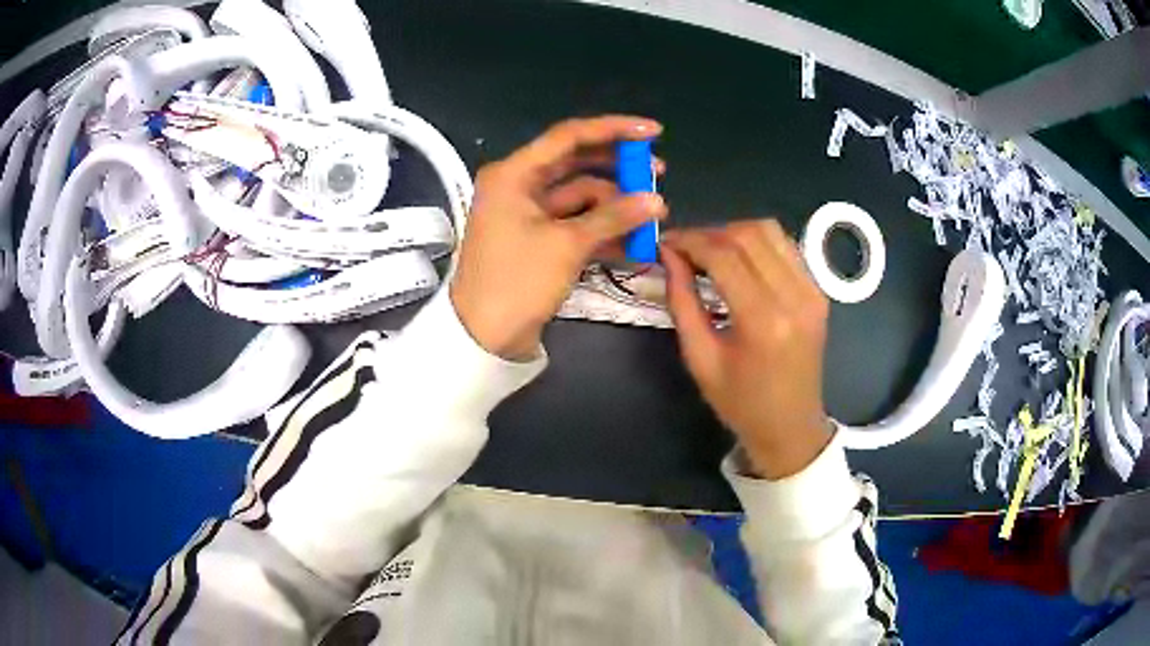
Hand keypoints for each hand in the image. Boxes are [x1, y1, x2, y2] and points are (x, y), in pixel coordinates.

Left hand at [450, 116, 667, 359]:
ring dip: (615, 206)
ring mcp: (528, 214)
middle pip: (576, 165)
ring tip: (653, 217)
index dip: (614, 130)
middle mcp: (519, 186)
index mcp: (514, 174)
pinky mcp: (538, 239)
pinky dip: (602, 230)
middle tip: (657, 174)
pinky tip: (635, 241)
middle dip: (618, 170)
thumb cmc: (517, 281)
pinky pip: (575, 223)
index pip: (569, 137)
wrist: (484, 337)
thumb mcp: (567, 244)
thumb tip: (657, 201)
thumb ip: (614, 217)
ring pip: (580, 197)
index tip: (653, 132)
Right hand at [661, 220, 832, 479]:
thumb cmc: (740, 403)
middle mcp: (794, 297)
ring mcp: (813, 291)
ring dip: (734, 232)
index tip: (666, 243)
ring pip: (770, 231)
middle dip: (709, 233)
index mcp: (763, 321)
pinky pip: (786, 247)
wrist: (791, 426)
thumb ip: (682, 302)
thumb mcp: (699, 358)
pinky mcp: (819, 292)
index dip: (690, 241)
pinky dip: (758, 243)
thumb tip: (669, 255)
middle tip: (685, 249)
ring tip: (711, 252)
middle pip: (748, 235)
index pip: (723, 256)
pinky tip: (740, 261)